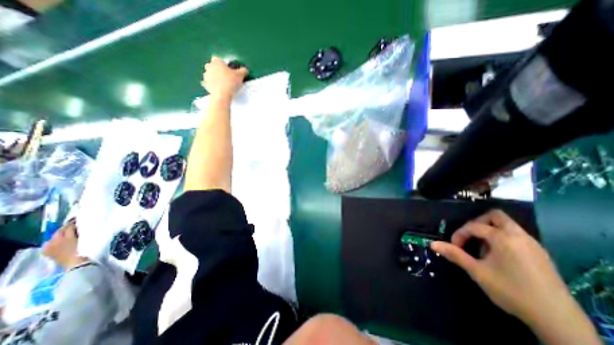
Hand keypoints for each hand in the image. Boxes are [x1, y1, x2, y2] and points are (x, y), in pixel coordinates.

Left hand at [204, 55, 247, 98]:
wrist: (222, 95)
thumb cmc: (230, 82)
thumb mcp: (240, 76)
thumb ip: (243, 71)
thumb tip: (245, 69)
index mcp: (217, 62)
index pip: (218, 59)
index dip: (223, 64)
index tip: (228, 69)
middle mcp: (209, 66)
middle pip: (212, 66)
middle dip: (217, 69)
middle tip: (225, 76)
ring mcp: (206, 75)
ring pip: (209, 74)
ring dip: (214, 77)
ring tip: (222, 84)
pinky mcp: (205, 85)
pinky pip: (207, 83)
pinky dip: (211, 85)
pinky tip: (217, 89)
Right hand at [429, 211, 567, 322]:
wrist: (558, 320)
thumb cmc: (510, 290)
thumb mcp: (477, 271)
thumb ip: (454, 254)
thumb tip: (432, 244)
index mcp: (503, 238)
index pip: (474, 226)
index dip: (460, 234)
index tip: (455, 247)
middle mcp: (519, 236)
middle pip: (495, 216)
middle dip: (478, 223)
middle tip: (470, 237)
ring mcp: (533, 244)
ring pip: (507, 225)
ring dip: (490, 231)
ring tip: (483, 249)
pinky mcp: (540, 254)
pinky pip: (516, 236)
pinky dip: (502, 238)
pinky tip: (499, 256)